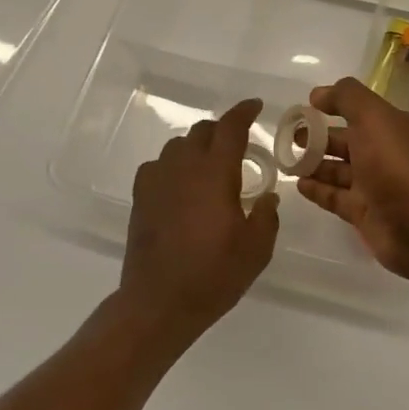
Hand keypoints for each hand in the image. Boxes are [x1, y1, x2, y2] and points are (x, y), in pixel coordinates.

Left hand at [122, 99, 279, 333]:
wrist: (159, 302)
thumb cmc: (214, 274)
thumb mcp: (257, 249)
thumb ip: (267, 216)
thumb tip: (268, 197)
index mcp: (215, 173)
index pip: (230, 128)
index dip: (244, 112)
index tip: (255, 106)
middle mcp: (183, 168)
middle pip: (202, 131)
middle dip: (222, 130)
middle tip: (238, 144)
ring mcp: (157, 181)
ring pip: (177, 146)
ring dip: (197, 147)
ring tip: (210, 166)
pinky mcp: (140, 198)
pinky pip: (158, 166)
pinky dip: (174, 166)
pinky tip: (181, 185)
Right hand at [294, 78, 408, 282]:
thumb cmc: (398, 166)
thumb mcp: (374, 118)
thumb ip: (347, 98)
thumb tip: (319, 94)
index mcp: (392, 128)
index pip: (359, 111)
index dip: (333, 106)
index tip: (304, 107)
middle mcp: (385, 154)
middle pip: (347, 141)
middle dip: (318, 137)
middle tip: (288, 136)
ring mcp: (375, 186)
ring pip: (339, 170)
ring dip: (314, 163)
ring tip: (286, 159)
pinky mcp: (365, 214)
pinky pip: (336, 197)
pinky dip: (318, 190)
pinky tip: (298, 184)